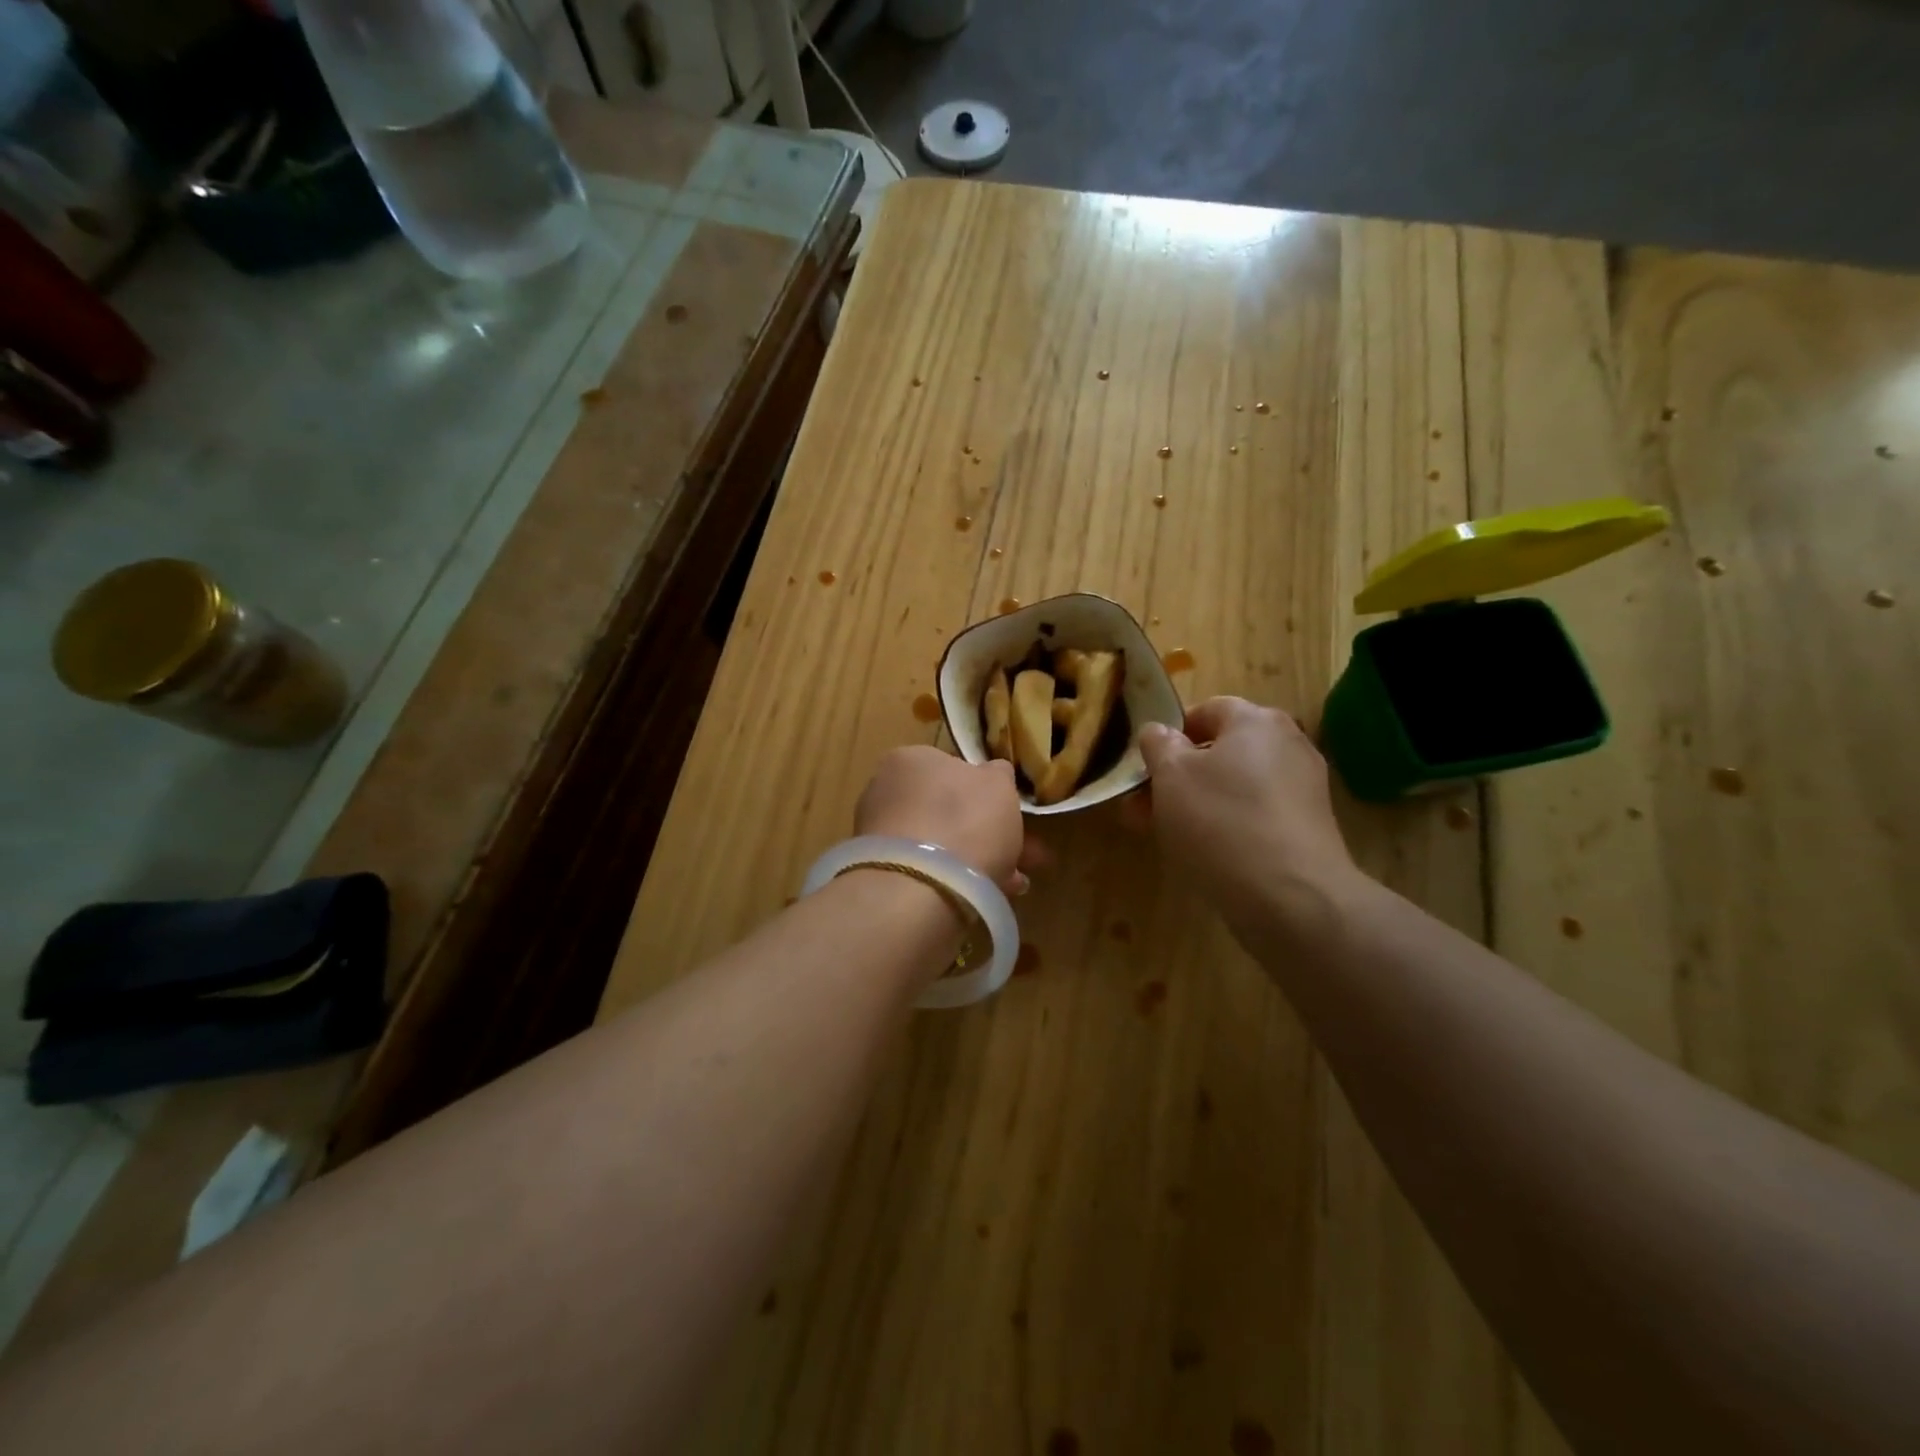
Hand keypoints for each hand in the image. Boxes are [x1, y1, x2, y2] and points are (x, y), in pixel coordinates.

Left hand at [855, 747, 1036, 892]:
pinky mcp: (880, 873)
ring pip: (941, 844)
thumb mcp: (999, 784)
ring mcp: (879, 834)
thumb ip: (997, 775)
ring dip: (978, 860)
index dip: (987, 792)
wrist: (919, 887)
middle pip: (948, 810)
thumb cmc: (965, 820)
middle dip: (987, 832)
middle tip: (1022, 856)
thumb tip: (992, 773)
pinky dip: (955, 881)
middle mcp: (886, 790)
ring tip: (1013, 884)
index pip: (952, 768)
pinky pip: (928, 872)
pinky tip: (985, 896)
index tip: (1011, 815)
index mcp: (911, 759)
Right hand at [1134, 697, 1360, 939]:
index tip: (1144, 766)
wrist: (1290, 896)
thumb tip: (1158, 731)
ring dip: (1197, 802)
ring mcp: (1303, 787)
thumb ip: (1158, 744)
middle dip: (1177, 776)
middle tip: (1142, 808)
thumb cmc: (1220, 821)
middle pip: (1220, 750)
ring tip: (1165, 835)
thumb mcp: (1171, 776)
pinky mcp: (1309, 827)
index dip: (1169, 734)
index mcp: (1256, 720)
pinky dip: (1228, 824)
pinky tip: (1205, 852)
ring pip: (1235, 785)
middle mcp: (1288, 744)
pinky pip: (1256, 813)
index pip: (1206, 709)